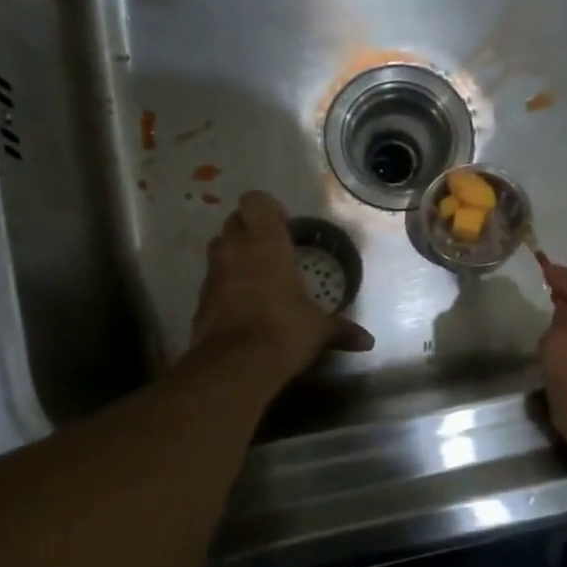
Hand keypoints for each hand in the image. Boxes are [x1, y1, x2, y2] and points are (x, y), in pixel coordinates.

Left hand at [190, 192, 373, 382]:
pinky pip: (213, 280)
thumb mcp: (318, 329)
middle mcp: (235, 249)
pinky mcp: (200, 299)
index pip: (256, 201)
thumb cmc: (284, 330)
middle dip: (251, 230)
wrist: (235, 365)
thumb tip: (367, 341)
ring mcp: (213, 273)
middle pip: (235, 221)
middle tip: (272, 251)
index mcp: (266, 242)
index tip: (284, 227)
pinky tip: (244, 306)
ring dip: (235, 254)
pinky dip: (225, 285)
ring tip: (258, 276)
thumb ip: (341, 329)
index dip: (268, 209)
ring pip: (219, 247)